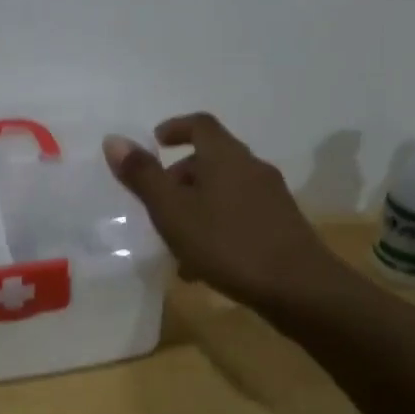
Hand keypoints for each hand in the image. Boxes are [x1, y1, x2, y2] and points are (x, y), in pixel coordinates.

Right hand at [104, 113, 351, 312]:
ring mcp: (271, 197)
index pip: (200, 124)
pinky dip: (216, 227)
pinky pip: (239, 215)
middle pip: (211, 159)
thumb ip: (143, 175)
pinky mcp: (282, 226)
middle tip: (157, 202)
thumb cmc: (228, 242)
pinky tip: (203, 266)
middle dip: (180, 176)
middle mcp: (251, 168)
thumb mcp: (173, 210)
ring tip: (175, 243)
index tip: (156, 141)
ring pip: (224, 191)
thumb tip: (114, 139)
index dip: (176, 127)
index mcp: (225, 156)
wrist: (301, 289)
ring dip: (197, 207)